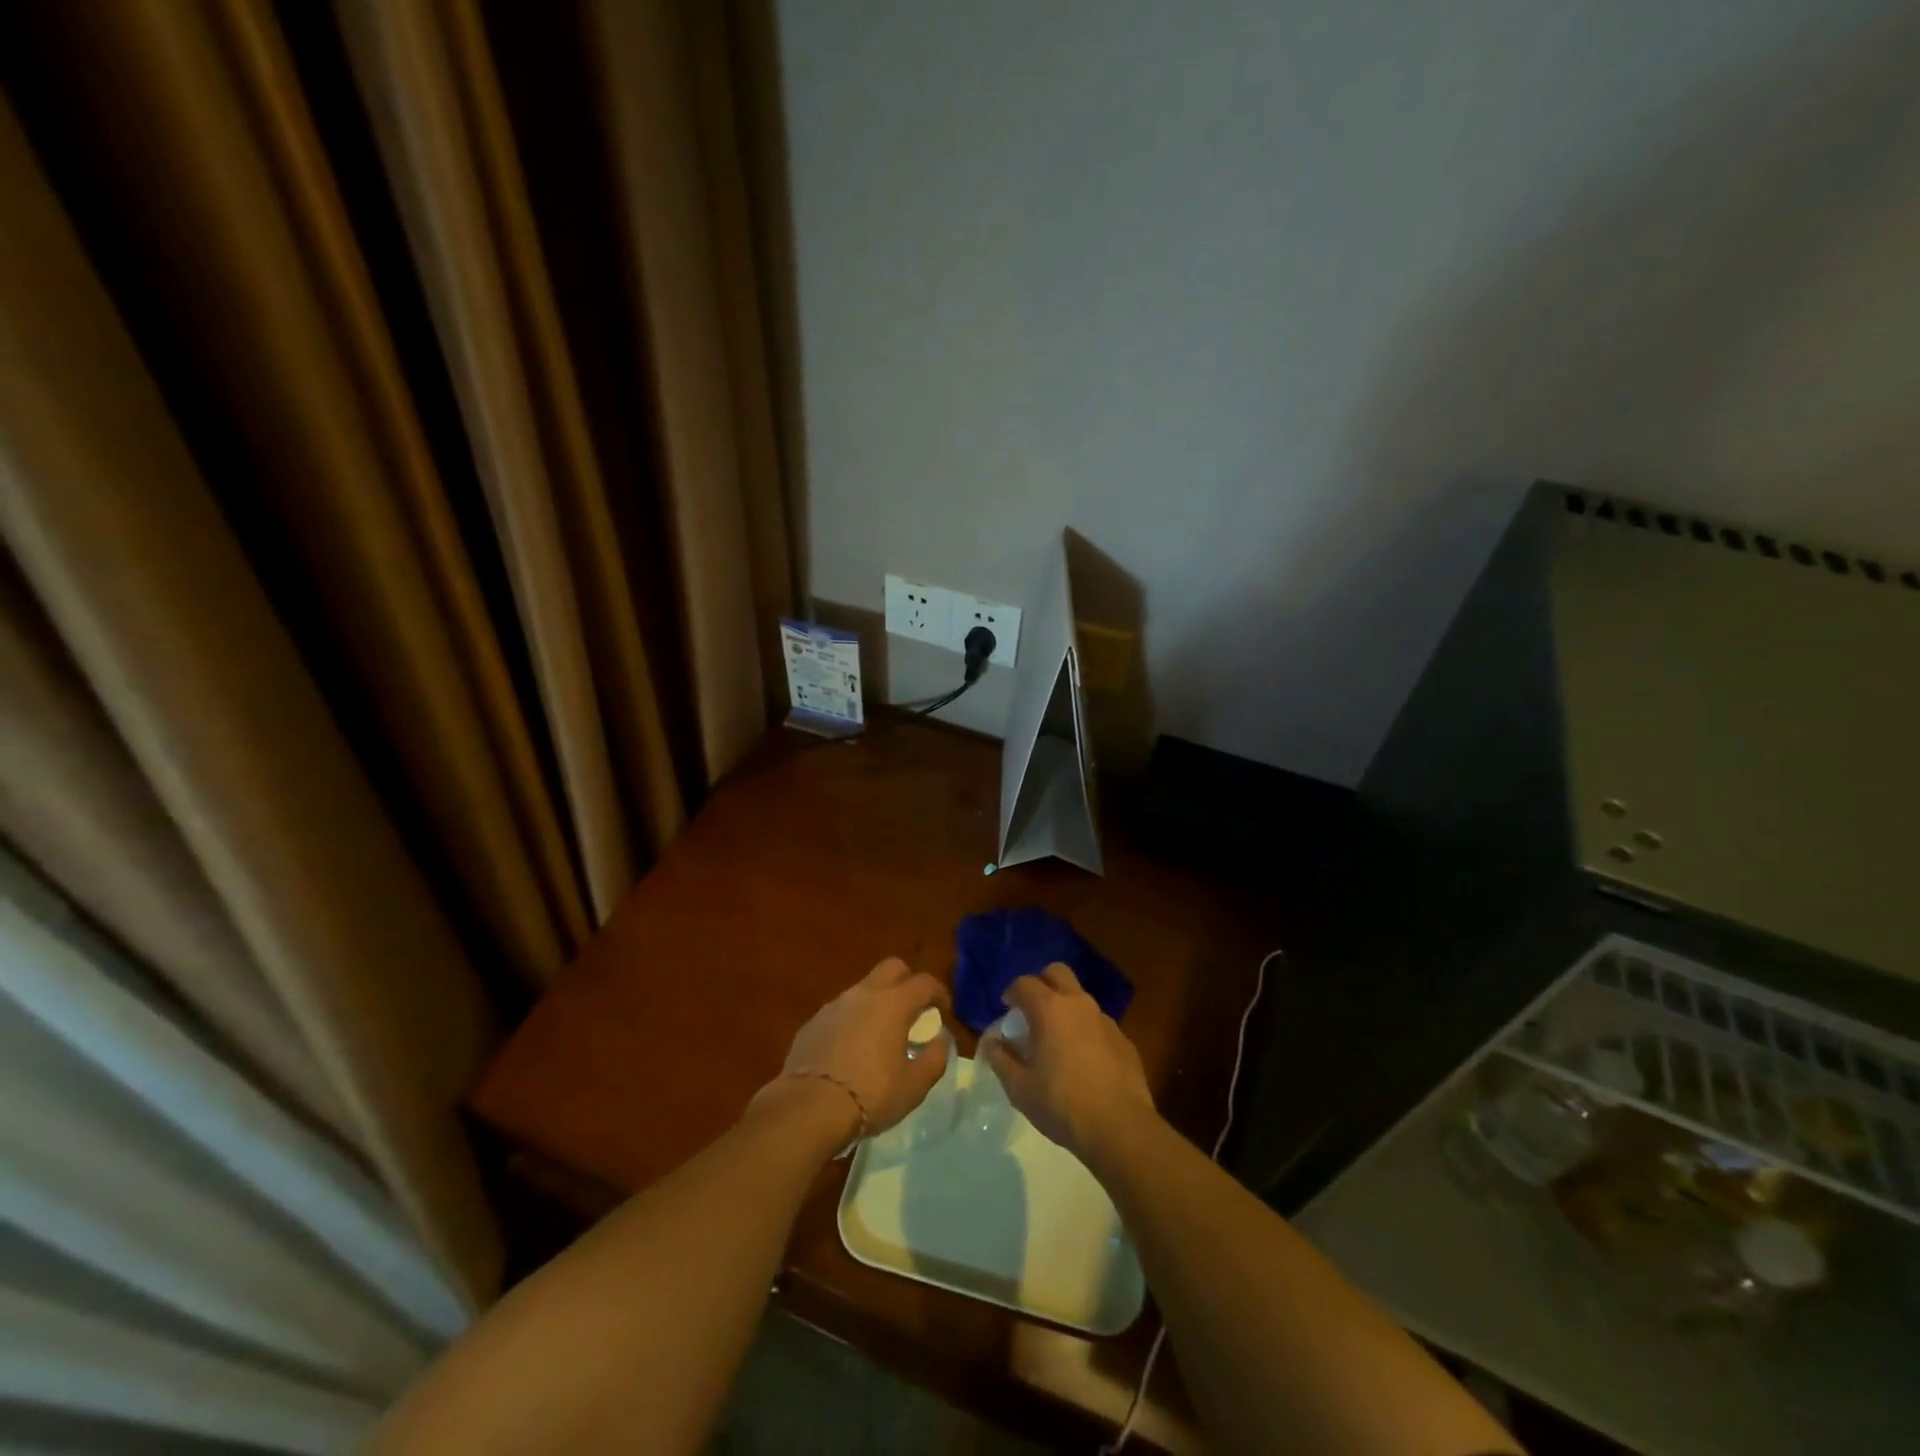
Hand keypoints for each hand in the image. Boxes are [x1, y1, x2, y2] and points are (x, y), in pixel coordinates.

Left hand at [774, 958, 952, 1134]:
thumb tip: (939, 1040)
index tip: (943, 1011)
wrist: (808, 1108)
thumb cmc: (871, 1094)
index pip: (924, 982)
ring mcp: (834, 1005)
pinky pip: (840, 1012)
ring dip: (877, 1003)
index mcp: (894, 1003)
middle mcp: (864, 994)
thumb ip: (934, 1058)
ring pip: (863, 989)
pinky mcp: (813, 1023)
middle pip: (892, 968)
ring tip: (881, 1035)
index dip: (939, 993)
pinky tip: (851, 1051)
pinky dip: (852, 1022)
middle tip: (913, 1011)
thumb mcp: (915, 1085)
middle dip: (907, 982)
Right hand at [982, 962, 1154, 1160]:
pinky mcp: (1124, 1040)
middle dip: (1042, 983)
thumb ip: (1001, 1059)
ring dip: (1066, 1008)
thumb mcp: (1019, 1087)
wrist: (1120, 1127)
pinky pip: (1098, 1024)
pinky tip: (1083, 1062)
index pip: (1024, 983)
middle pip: (1058, 973)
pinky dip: (1086, 1032)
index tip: (1007, 1009)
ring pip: (1080, 998)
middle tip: (1032, 1010)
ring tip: (1057, 1040)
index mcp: (1049, 1009)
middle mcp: (1078, 1004)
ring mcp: (1105, 1020)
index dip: (1012, 992)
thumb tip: (992, 1042)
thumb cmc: (1061, 1104)